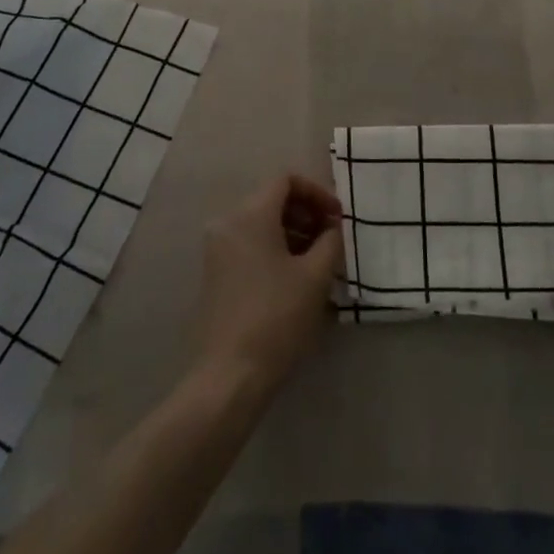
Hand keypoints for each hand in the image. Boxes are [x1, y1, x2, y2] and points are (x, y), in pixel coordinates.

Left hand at [192, 174, 343, 396]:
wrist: (230, 374)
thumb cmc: (277, 317)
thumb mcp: (315, 276)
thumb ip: (330, 241)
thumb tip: (333, 228)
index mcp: (250, 214)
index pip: (286, 180)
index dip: (317, 193)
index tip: (338, 219)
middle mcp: (228, 222)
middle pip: (272, 199)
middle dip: (306, 213)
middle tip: (332, 239)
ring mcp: (217, 248)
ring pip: (261, 223)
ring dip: (293, 232)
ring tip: (319, 261)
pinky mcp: (215, 272)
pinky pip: (249, 244)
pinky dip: (274, 249)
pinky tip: (296, 278)